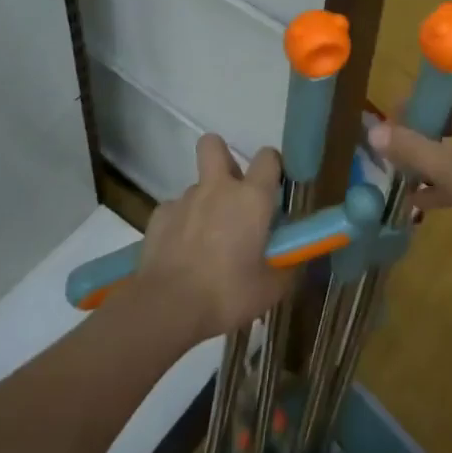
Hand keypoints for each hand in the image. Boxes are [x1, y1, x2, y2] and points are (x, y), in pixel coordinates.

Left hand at [137, 135, 291, 344]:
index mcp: (252, 198)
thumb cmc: (228, 293)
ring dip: (204, 204)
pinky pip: (174, 210)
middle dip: (223, 158)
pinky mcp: (158, 216)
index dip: (272, 167)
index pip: (268, 157)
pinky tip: (180, 252)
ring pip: (197, 187)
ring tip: (205, 241)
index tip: (273, 188)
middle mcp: (218, 188)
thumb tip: (293, 259)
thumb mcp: (271, 288)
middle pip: (214, 145)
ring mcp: (184, 199)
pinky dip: (180, 225)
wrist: (168, 307)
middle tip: (231, 192)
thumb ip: (286, 265)